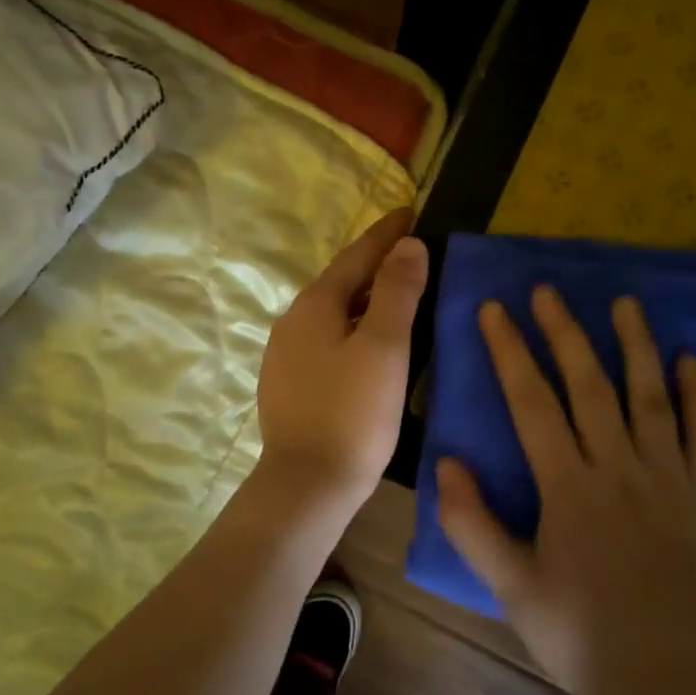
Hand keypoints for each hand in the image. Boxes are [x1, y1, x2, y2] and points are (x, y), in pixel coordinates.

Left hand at [255, 209, 428, 517]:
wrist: (307, 484)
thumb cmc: (353, 413)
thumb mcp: (385, 348)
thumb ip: (398, 291)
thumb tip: (407, 244)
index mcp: (315, 305)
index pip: (356, 255)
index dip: (385, 234)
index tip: (409, 211)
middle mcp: (292, 321)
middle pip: (341, 281)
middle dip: (375, 264)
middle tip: (410, 251)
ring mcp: (284, 354)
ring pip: (332, 312)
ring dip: (364, 297)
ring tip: (396, 293)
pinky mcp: (287, 383)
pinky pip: (325, 339)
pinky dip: (351, 327)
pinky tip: (367, 343)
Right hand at [438, 287, 695, 694]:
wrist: (659, 682)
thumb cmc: (574, 632)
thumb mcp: (508, 584)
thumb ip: (471, 522)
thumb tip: (446, 461)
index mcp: (569, 487)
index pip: (533, 402)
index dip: (510, 352)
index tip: (495, 310)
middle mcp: (619, 470)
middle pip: (590, 386)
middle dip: (565, 333)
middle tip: (548, 291)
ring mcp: (668, 481)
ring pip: (650, 399)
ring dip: (636, 346)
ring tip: (624, 303)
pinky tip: (691, 362)